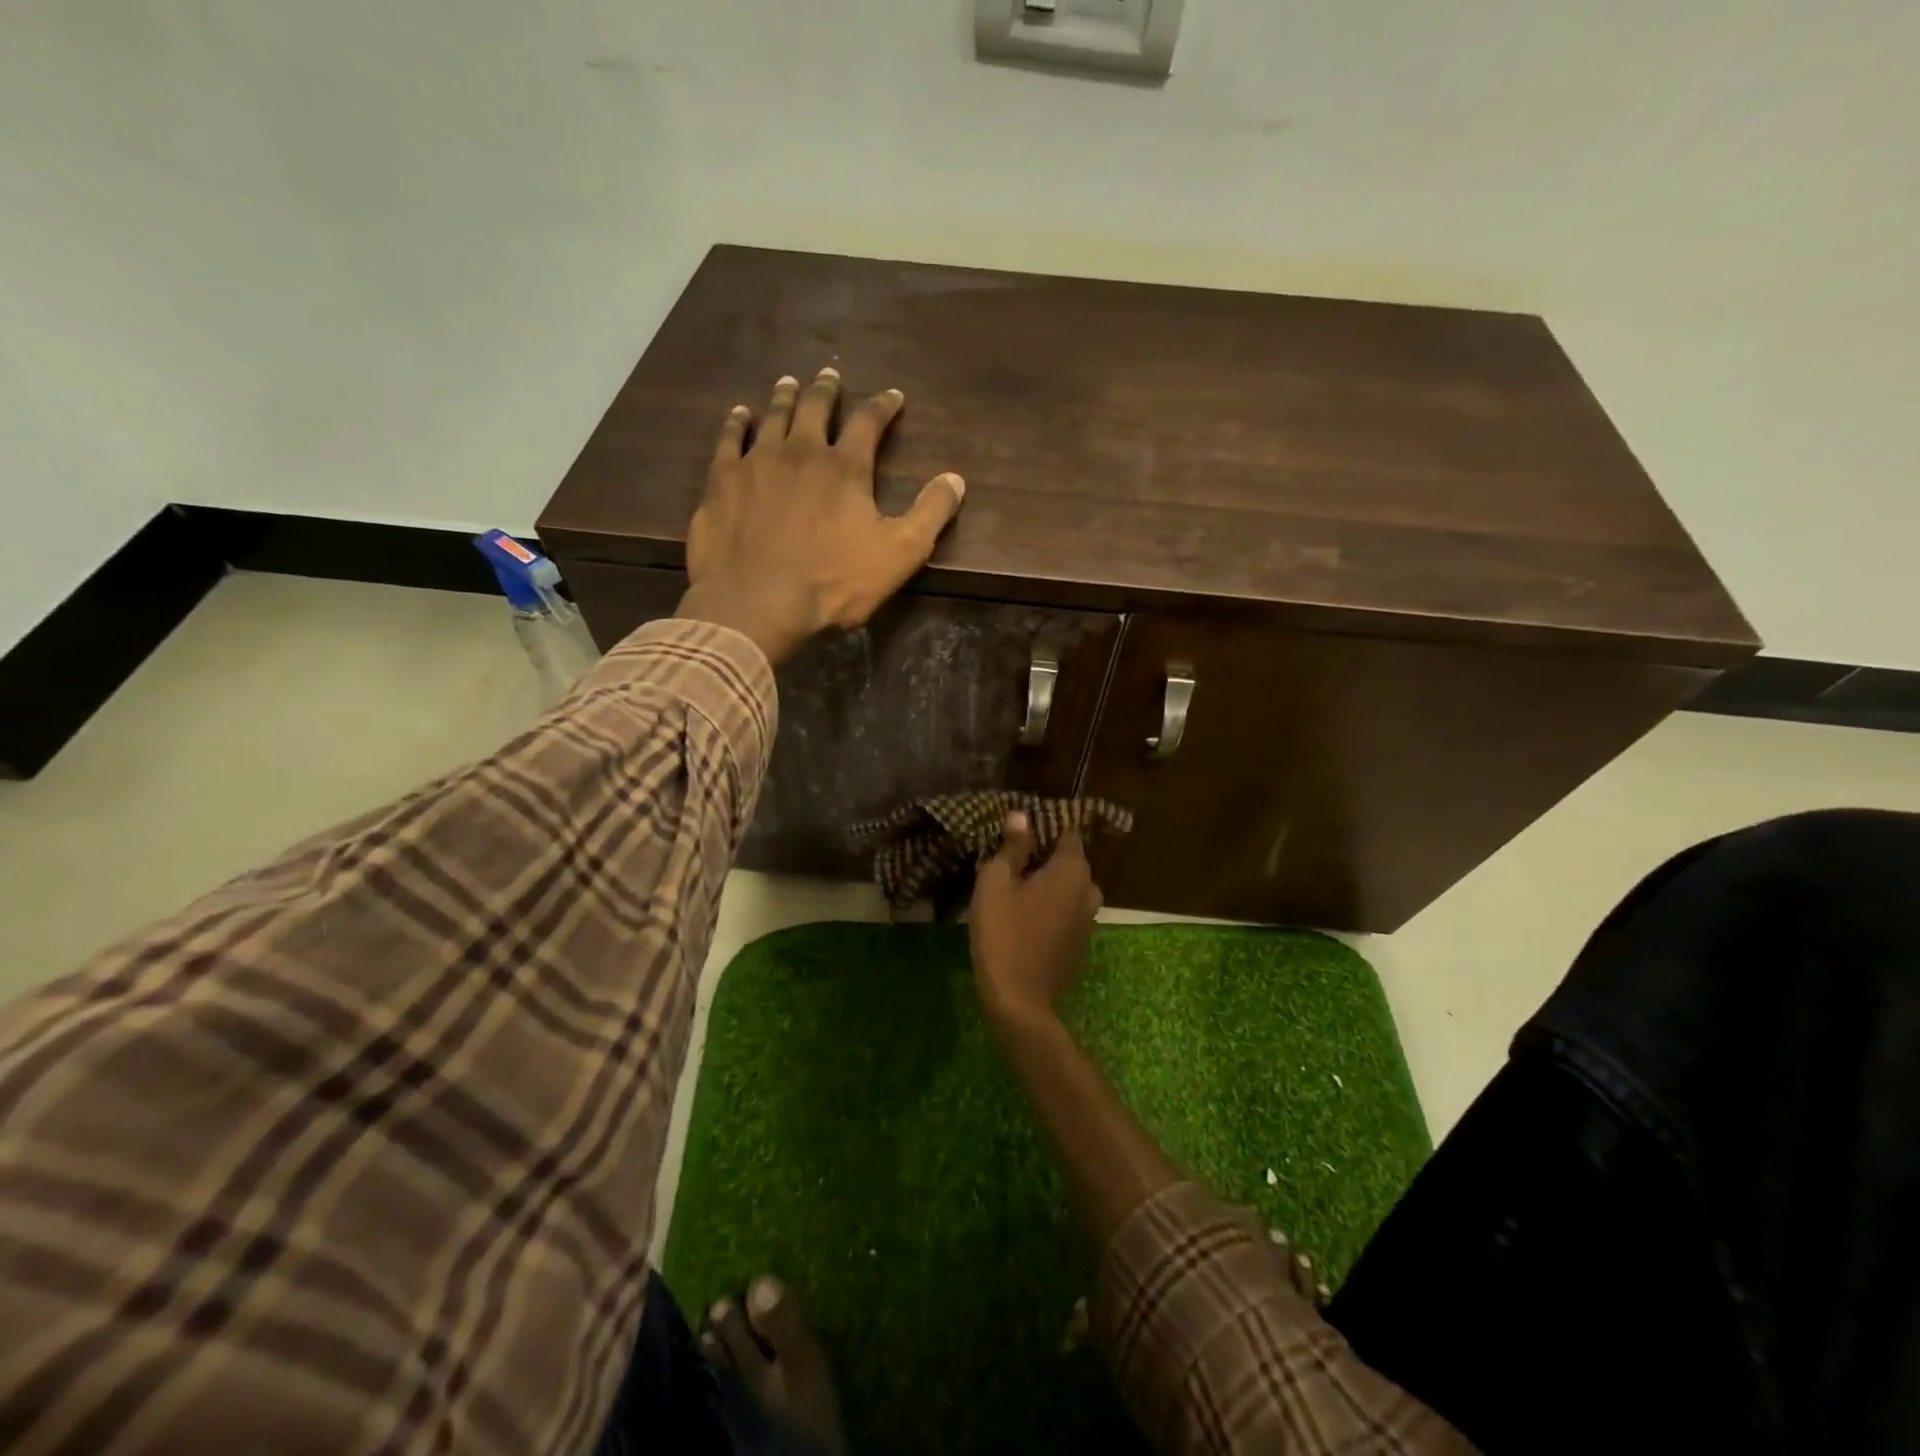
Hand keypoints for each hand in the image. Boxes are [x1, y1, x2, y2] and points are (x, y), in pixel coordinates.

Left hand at [678, 367, 965, 663]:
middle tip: (830, 375)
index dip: (883, 406)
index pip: (868, 422)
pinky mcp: (723, 481)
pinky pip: (729, 440)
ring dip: (785, 397)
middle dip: (826, 390)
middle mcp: (800, 451)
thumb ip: (930, 513)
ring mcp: (757, 462)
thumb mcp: (899, 554)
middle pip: (815, 407)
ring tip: (790, 383)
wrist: (757, 603)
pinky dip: (737, 423)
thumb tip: (956, 478)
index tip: (892, 396)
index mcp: (845, 467)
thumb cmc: (833, 582)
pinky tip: (740, 415)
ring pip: (773, 416)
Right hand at [969, 813, 1102, 1031]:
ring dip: (1046, 884)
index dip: (1046, 826)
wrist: (1018, 999)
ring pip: (1067, 889)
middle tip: (1010, 858)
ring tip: (1014, 886)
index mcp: (1073, 869)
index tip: (1021, 828)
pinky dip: (1050, 907)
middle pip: (1068, 861)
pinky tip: (1024, 915)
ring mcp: (1088, 920)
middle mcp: (1089, 890)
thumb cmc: (1004, 931)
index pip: (1068, 832)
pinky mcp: (1080, 944)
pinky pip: (1066, 912)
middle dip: (1043, 856)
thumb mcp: (997, 882)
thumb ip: (1013, 847)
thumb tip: (1022, 816)